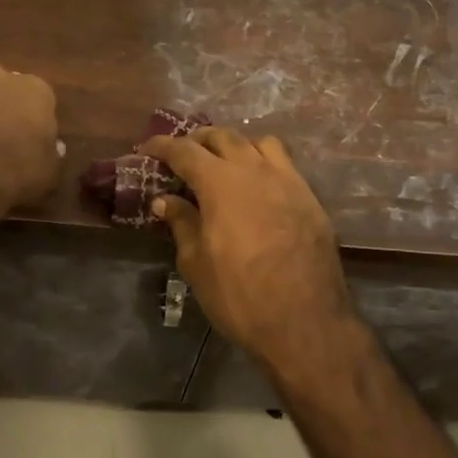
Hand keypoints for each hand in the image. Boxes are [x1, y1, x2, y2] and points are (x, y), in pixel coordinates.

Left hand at [0, 66, 61, 210]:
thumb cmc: (17, 168)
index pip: (43, 101)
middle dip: (8, 111)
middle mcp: (3, 78)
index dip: (38, 123)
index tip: (34, 144)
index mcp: (37, 89)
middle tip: (6, 143)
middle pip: (9, 93)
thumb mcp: (50, 172)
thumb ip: (54, 155)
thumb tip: (54, 148)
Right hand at [141, 127, 353, 366]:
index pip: (185, 151)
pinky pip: (284, 164)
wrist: (305, 321)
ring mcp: (287, 180)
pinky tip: (258, 185)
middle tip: (184, 154)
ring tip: (225, 163)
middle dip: (199, 140)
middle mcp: (254, 170)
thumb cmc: (240, 295)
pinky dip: (264, 162)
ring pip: (258, 143)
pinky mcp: (310, 197)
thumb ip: (181, 223)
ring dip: (236, 145)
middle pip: (223, 137)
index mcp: (220, 182)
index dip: (163, 145)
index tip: (148, 148)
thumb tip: (165, 200)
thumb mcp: (197, 263)